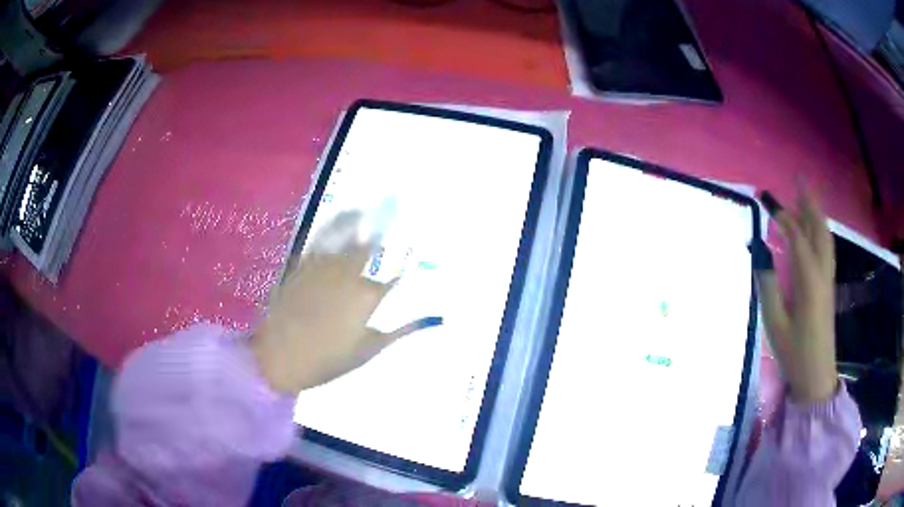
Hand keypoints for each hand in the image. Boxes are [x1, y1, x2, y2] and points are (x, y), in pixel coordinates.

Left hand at [252, 211, 440, 394]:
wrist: (280, 356)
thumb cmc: (328, 359)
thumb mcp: (368, 350)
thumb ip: (400, 332)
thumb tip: (431, 320)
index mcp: (369, 297)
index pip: (395, 271)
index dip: (406, 255)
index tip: (415, 241)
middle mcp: (350, 275)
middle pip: (371, 248)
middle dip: (385, 229)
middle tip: (394, 211)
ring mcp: (324, 267)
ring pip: (347, 238)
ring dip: (361, 222)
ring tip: (369, 207)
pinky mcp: (302, 265)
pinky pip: (320, 240)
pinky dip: (332, 227)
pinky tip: (337, 218)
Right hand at [754, 187, 837, 402]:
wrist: (817, 376)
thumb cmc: (794, 354)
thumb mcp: (775, 325)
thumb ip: (768, 288)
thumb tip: (760, 254)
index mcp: (808, 283)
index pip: (798, 239)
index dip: (784, 218)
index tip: (768, 201)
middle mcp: (822, 274)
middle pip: (819, 230)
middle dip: (809, 203)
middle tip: (798, 179)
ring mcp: (827, 280)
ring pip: (825, 238)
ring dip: (816, 214)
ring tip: (805, 197)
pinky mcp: (828, 287)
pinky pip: (826, 249)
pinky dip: (820, 231)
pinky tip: (813, 230)